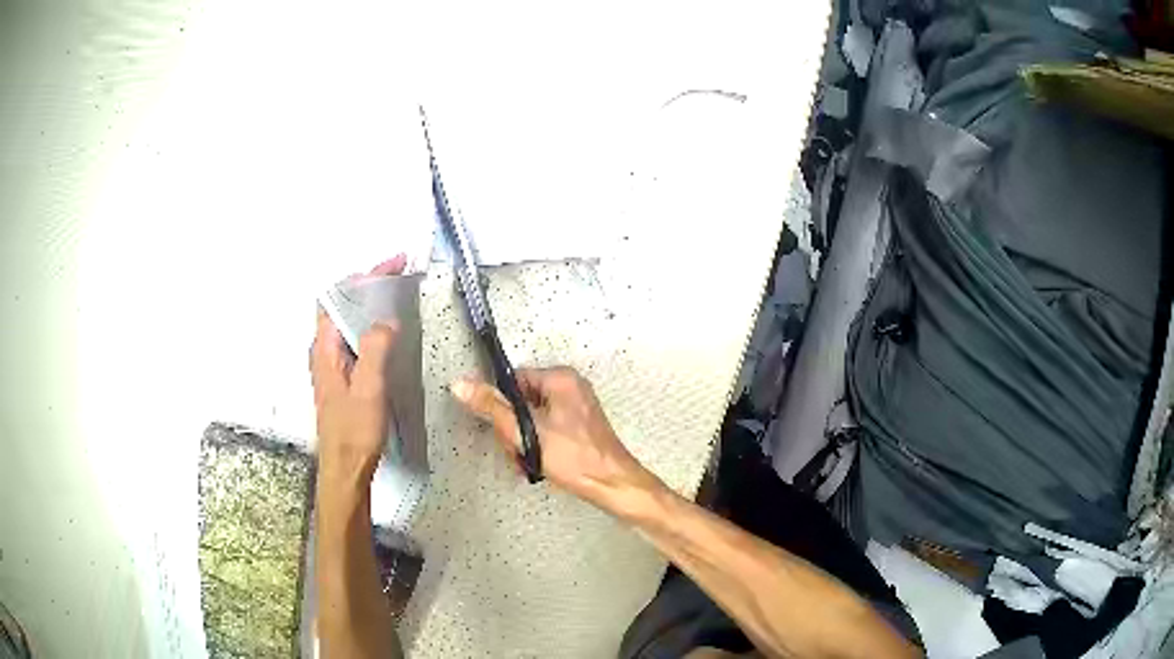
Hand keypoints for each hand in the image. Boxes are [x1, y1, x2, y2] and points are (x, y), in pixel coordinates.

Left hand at [311, 255, 405, 481]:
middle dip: (368, 285)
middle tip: (399, 275)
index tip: (392, 266)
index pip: (337, 298)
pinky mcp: (342, 379)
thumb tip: (386, 319)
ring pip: (349, 323)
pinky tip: (389, 333)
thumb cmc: (354, 431)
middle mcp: (324, 352)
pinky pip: (355, 340)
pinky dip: (371, 327)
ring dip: (370, 305)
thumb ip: (374, 349)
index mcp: (324, 349)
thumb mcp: (368, 389)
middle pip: (342, 306)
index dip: (362, 277)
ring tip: (397, 295)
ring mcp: (332, 366)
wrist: (346, 469)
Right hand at [450, 367, 661, 512]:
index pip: (513, 381)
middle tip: (520, 450)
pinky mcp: (578, 426)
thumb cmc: (573, 457)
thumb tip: (460, 384)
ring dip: (524, 442)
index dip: (502, 406)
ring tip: (531, 461)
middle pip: (521, 401)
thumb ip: (491, 407)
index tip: (504, 429)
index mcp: (560, 378)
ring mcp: (575, 407)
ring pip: (531, 419)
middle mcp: (570, 387)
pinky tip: (539, 464)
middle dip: (514, 430)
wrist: (611, 484)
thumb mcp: (525, 432)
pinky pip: (546, 429)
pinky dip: (538, 446)